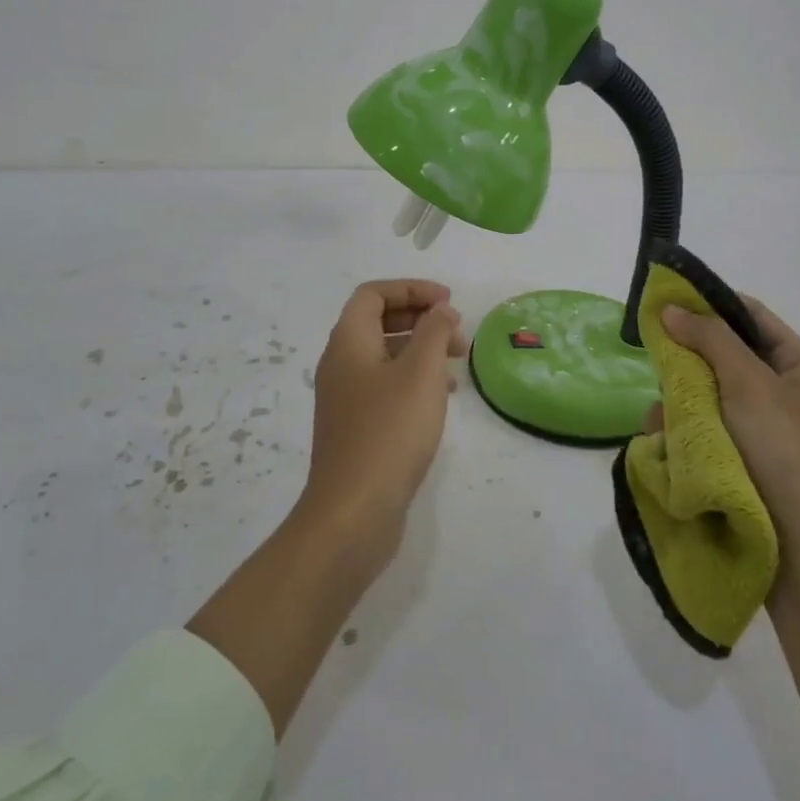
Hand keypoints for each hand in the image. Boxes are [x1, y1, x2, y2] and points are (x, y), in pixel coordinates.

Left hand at [304, 279, 465, 550]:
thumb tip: (440, 310)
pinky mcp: (356, 427)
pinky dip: (415, 379)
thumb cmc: (389, 432)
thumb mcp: (420, 373)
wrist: (353, 512)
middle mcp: (340, 363)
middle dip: (420, 318)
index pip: (373, 294)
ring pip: (385, 355)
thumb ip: (433, 332)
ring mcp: (346, 397)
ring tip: (458, 361)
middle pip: (378, 321)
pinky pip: (386, 385)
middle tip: (458, 331)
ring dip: (421, 348)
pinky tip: (443, 396)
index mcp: (348, 342)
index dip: (411, 289)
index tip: (448, 302)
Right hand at [654, 295, 799, 542]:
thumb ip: (710, 339)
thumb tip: (671, 308)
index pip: (750, 316)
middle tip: (660, 366)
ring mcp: (766, 433)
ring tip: (661, 423)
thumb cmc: (786, 453)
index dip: (709, 304)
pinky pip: (706, 434)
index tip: (665, 302)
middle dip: (688, 363)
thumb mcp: (750, 384)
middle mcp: (786, 395)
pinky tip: (664, 445)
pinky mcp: (746, 465)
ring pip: (709, 398)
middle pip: (725, 357)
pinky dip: (684, 435)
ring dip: (681, 404)